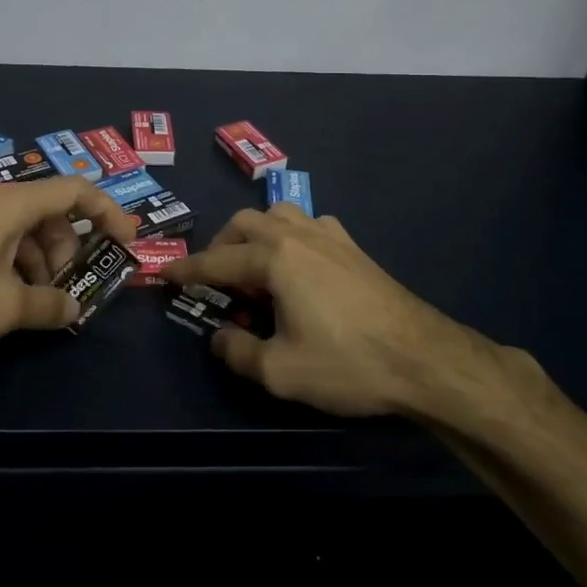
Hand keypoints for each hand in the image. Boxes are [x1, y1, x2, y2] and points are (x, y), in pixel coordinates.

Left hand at [0, 177, 137, 360]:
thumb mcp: (5, 308)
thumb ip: (48, 306)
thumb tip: (74, 308)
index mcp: (13, 205)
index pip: (76, 190)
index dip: (108, 212)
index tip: (128, 242)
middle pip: (52, 214)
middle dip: (70, 251)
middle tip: (71, 290)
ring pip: (27, 232)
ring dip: (44, 264)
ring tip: (39, 305)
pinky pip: (2, 244)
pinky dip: (18, 268)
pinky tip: (11, 303)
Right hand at [162, 204, 501, 419]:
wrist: (424, 359)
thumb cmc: (348, 363)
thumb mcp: (280, 372)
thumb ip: (238, 353)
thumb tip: (218, 338)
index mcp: (274, 259)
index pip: (216, 261)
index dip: (186, 270)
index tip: (162, 274)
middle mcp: (297, 235)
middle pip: (244, 224)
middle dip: (220, 247)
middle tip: (214, 280)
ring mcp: (329, 236)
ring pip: (278, 214)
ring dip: (255, 234)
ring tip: (253, 268)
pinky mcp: (353, 247)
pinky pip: (309, 225)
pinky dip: (290, 235)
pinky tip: (298, 265)